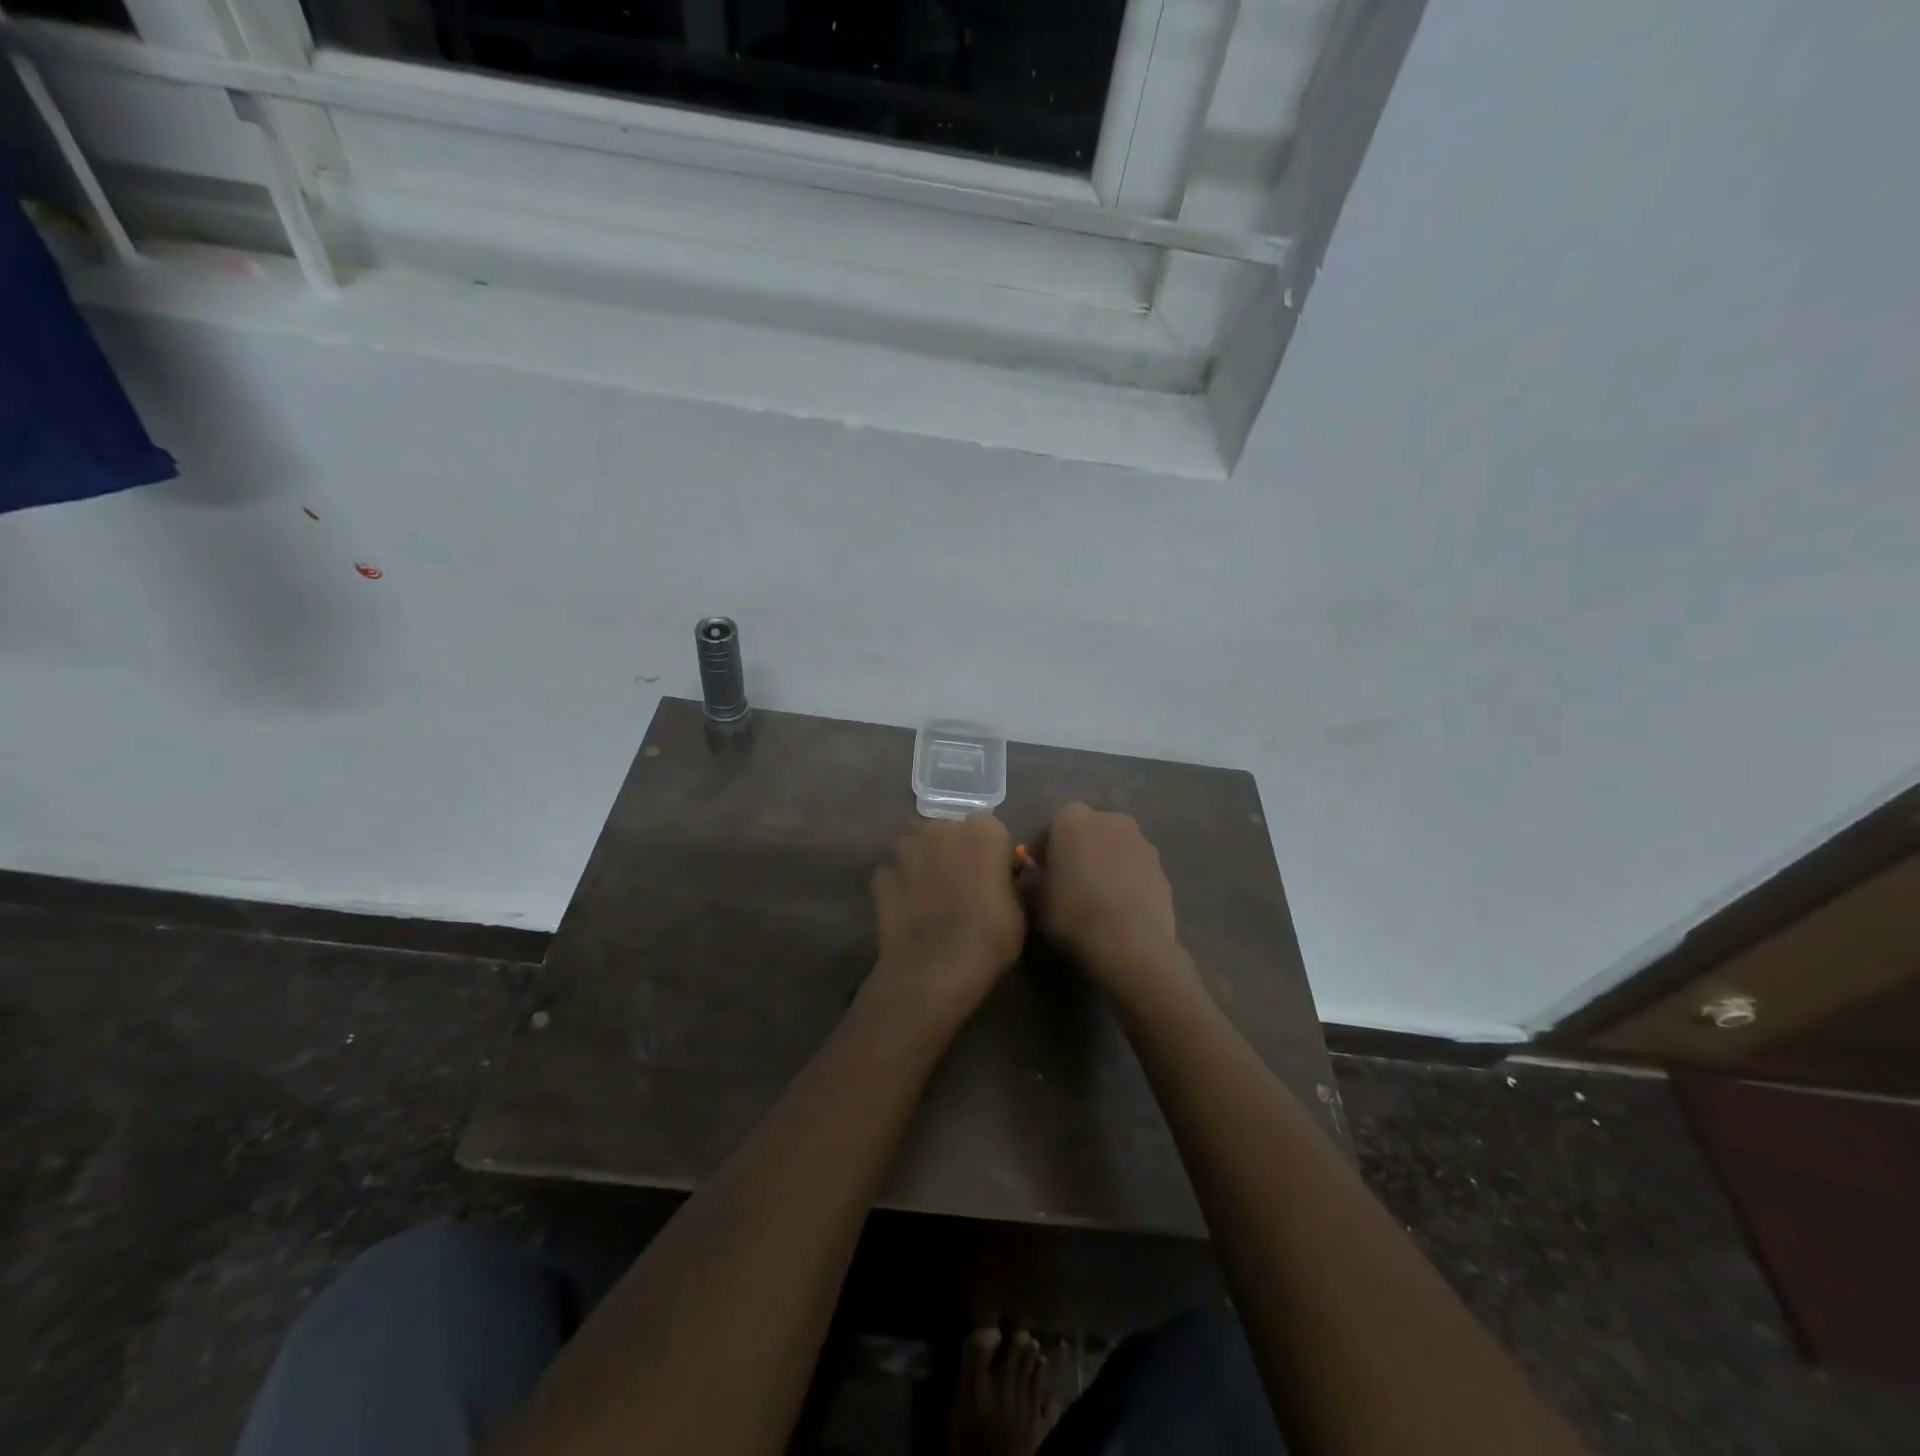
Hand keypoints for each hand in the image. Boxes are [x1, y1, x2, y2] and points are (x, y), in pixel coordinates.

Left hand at [868, 814, 1026, 1023]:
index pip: (992, 832)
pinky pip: (895, 874)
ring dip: (924, 864)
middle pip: (950, 834)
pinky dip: (900, 886)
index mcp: (983, 831)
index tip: (996, 879)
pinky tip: (909, 912)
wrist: (935, 968)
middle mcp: (942, 828)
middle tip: (963, 887)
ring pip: (918, 849)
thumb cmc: (990, 937)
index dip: (993, 855)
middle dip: (955, 853)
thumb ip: (1011, 883)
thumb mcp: (1020, 911)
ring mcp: (905, 848)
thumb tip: (1006, 880)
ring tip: (932, 899)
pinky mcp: (880, 874)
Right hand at [1029, 804, 1179, 985]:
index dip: (1042, 853)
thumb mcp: (1036, 898)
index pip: (1050, 829)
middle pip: (1087, 833)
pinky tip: (1119, 909)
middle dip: (1077, 851)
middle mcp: (1110, 819)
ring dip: (1104, 864)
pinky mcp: (1162, 869)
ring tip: (1096, 898)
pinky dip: (1126, 881)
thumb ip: (1034, 879)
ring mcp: (1141, 842)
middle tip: (1067, 882)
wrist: (1129, 943)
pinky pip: (1135, 870)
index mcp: (1072, 818)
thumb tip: (1035, 877)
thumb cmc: (1073, 911)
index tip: (1037, 875)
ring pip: (1114, 849)